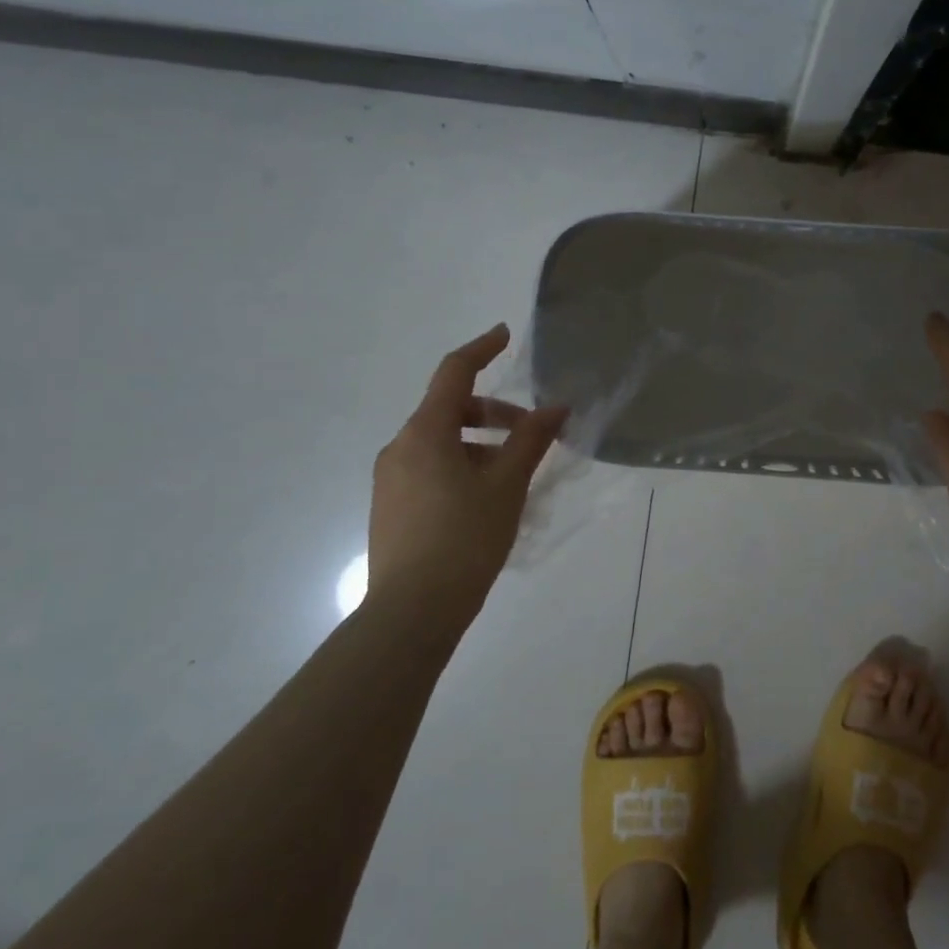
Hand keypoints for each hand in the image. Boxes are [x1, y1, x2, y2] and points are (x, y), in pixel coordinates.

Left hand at [365, 324, 566, 626]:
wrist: (410, 613)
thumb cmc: (464, 539)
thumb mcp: (507, 486)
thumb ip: (531, 440)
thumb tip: (557, 407)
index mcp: (424, 433)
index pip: (453, 373)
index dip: (481, 349)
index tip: (505, 335)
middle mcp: (400, 447)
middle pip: (449, 410)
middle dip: (493, 414)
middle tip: (531, 435)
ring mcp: (391, 479)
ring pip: (441, 442)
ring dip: (480, 445)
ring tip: (514, 476)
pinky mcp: (391, 507)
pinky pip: (430, 468)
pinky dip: (462, 466)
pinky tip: (487, 500)